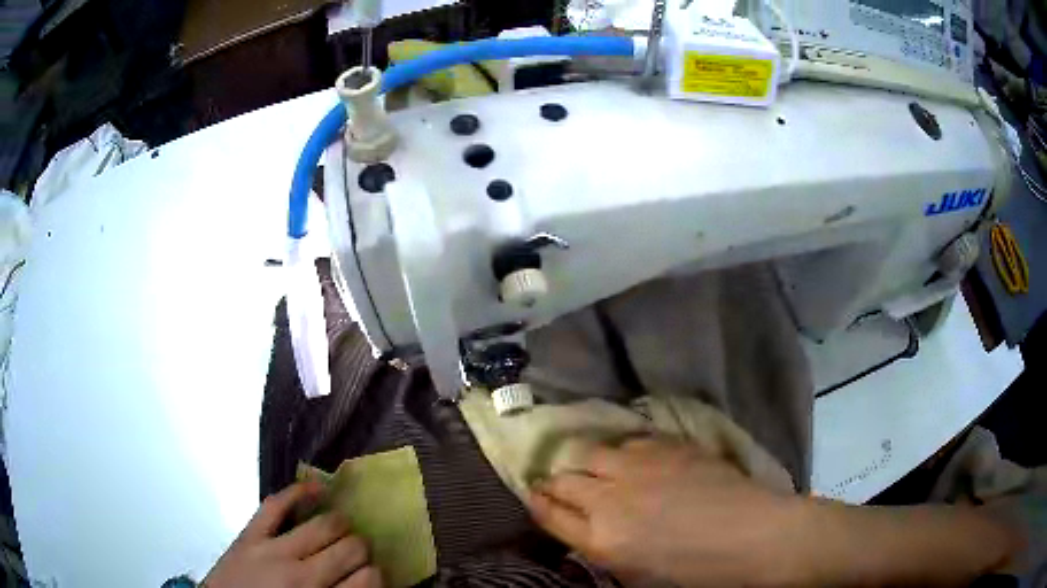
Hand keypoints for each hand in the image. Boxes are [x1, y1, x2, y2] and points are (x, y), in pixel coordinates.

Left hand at [204, 482, 382, 587]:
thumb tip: (366, 581)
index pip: (369, 580)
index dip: (377, 574)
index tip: (374, 574)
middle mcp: (303, 576)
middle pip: (351, 549)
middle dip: (362, 548)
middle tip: (359, 552)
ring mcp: (274, 551)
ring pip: (324, 525)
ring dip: (341, 524)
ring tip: (343, 528)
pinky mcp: (250, 535)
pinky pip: (276, 505)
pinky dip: (298, 492)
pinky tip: (318, 488)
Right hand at [528, 438, 800, 586]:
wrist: (751, 534)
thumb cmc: (696, 569)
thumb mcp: (638, 574)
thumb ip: (602, 549)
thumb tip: (584, 530)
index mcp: (602, 539)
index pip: (550, 514)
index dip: (537, 502)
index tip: (533, 495)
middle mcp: (610, 499)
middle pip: (562, 479)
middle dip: (552, 480)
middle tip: (555, 481)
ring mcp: (638, 467)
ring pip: (589, 450)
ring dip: (583, 459)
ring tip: (590, 465)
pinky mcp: (666, 445)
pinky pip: (627, 440)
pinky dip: (619, 449)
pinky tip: (628, 456)